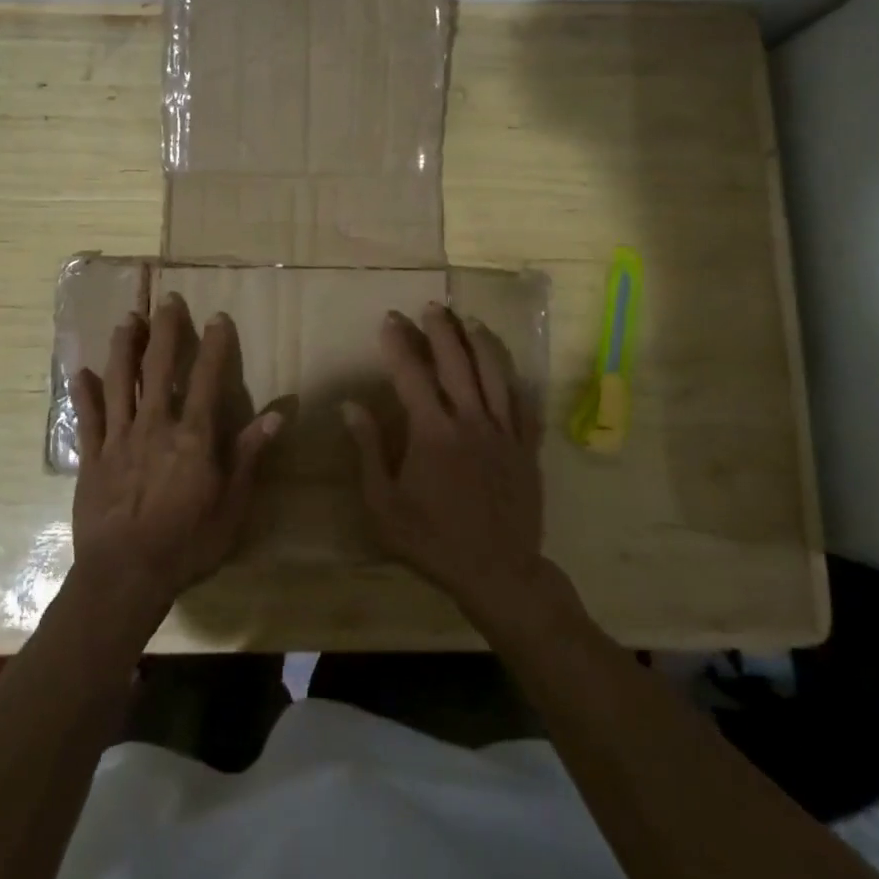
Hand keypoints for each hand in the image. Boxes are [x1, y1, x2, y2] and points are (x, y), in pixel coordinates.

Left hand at [70, 294, 280, 617]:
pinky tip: (81, 371)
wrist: (125, 577)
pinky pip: (87, 418)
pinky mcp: (91, 458)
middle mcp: (154, 426)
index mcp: (192, 437)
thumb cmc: (187, 544)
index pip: (207, 379)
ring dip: (124, 347)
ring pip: (119, 382)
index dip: (214, 346)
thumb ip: (249, 456)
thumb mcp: (232, 506)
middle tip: (168, 300)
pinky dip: (84, 393)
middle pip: (159, 368)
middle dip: (165, 331)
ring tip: (128, 319)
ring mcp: (118, 439)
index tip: (217, 317)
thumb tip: (277, 414)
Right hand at [342, 303, 546, 616]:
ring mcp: (504, 433)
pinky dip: (516, 380)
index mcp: (432, 433)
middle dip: (442, 330)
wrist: (498, 573)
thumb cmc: (432, 540)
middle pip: (457, 362)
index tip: (390, 319)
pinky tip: (510, 367)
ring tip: (470, 320)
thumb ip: (369, 451)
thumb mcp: (384, 504)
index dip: (399, 343)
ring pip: (495, 374)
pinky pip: (525, 404)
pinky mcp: (527, 448)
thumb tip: (351, 406)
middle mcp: (471, 422)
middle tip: (432, 306)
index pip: (412, 374)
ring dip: (481, 342)